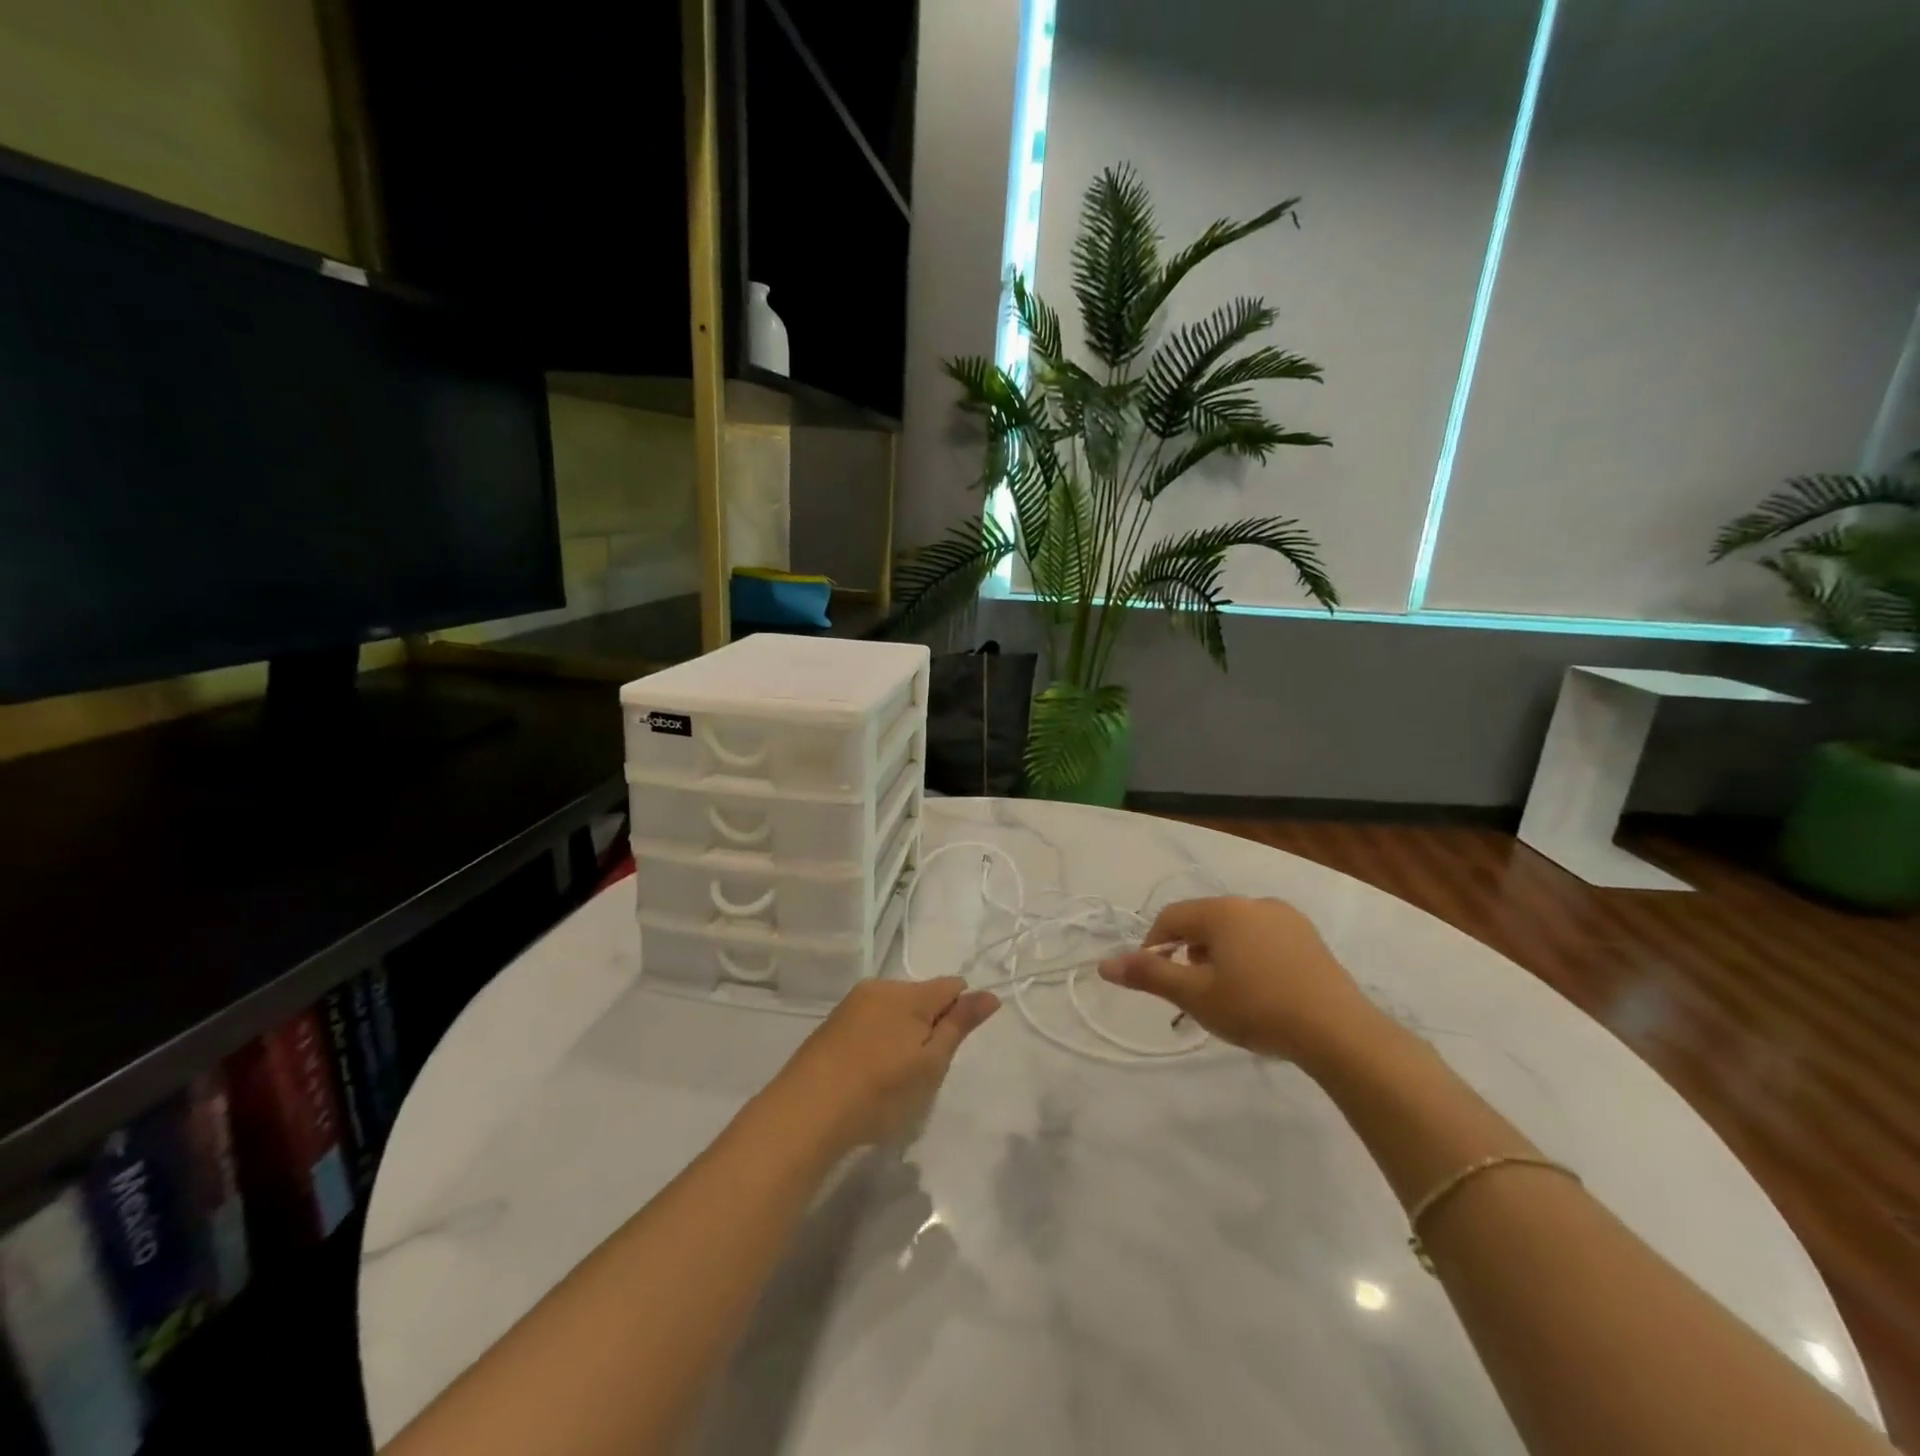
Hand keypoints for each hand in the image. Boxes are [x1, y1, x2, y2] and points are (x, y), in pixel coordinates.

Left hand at [768, 978, 999, 1149]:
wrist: (806, 1112)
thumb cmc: (881, 1091)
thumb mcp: (931, 1063)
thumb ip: (960, 1025)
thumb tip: (989, 994)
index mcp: (909, 994)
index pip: (951, 985)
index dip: (960, 1012)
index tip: (950, 1048)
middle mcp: (880, 987)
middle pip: (921, 997)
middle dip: (929, 1026)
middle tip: (921, 1072)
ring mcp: (852, 1004)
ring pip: (894, 1010)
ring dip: (902, 1034)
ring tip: (892, 1078)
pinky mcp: (832, 1024)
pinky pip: (869, 1023)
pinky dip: (877, 1042)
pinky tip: (868, 1075)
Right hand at [1098, 896, 1388, 1067]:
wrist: (1338, 1031)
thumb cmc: (1256, 1009)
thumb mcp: (1195, 996)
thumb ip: (1149, 975)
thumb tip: (1104, 964)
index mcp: (1222, 911)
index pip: (1171, 918)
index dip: (1154, 946)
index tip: (1156, 980)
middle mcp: (1252, 903)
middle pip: (1203, 921)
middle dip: (1189, 952)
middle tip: (1192, 992)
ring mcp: (1285, 918)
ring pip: (1235, 930)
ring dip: (1219, 955)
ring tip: (1226, 994)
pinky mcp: (1309, 938)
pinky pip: (1264, 938)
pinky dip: (1250, 956)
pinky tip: (1260, 990)